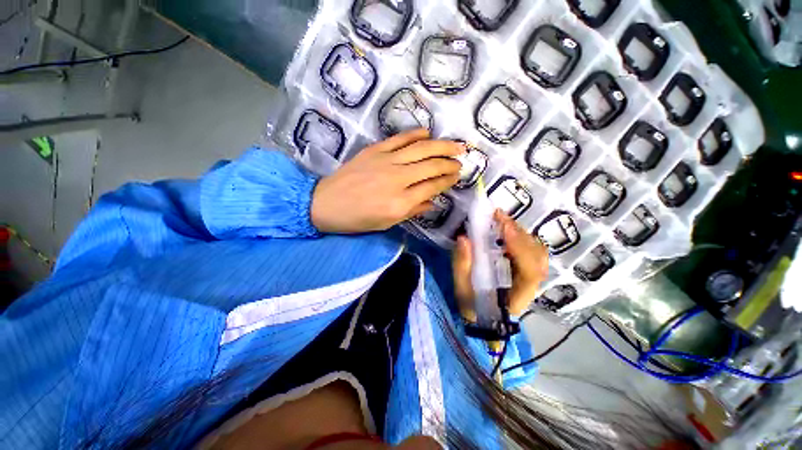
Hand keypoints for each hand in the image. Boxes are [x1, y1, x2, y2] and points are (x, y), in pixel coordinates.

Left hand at [311, 129, 463, 233]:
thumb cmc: (357, 219)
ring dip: (441, 145)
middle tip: (461, 160)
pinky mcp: (375, 150)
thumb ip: (412, 211)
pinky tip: (427, 132)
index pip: (432, 187)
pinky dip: (415, 134)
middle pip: (431, 166)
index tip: (457, 176)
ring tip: (456, 144)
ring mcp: (386, 161)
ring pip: (420, 149)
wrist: (326, 203)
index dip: (447, 180)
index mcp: (401, 202)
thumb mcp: (387, 223)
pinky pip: (399, 139)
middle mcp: (398, 179)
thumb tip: (433, 202)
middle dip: (449, 162)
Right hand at [452, 210, 548, 320]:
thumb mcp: (462, 290)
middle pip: (537, 256)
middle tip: (498, 216)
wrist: (483, 317)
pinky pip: (530, 250)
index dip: (521, 249)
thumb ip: (462, 266)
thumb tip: (464, 238)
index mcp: (518, 295)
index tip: (504, 229)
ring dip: (519, 232)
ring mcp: (530, 276)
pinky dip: (520, 236)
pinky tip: (506, 228)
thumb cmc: (472, 306)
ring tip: (500, 220)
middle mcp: (530, 285)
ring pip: (536, 251)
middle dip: (519, 234)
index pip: (530, 272)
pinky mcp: (525, 269)